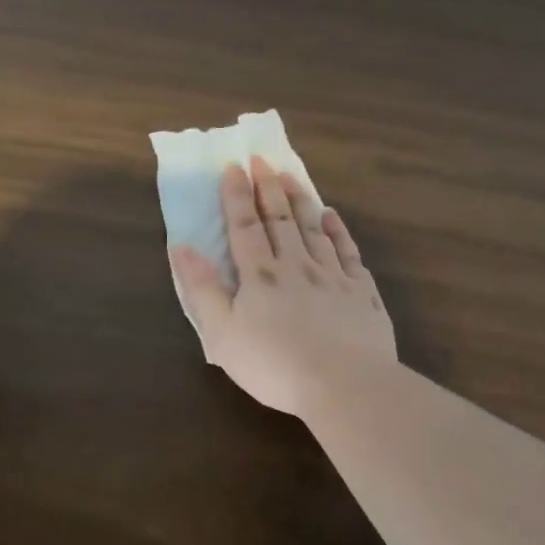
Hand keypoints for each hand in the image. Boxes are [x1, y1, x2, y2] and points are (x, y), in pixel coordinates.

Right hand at [173, 157, 396, 417]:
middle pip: (280, 219)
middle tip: (262, 159)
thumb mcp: (222, 334)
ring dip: (300, 200)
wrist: (344, 385)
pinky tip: (332, 217)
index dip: (236, 196)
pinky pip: (348, 252)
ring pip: (313, 229)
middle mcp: (296, 266)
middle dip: (268, 188)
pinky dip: (338, 231)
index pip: (245, 227)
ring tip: (292, 176)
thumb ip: (203, 289)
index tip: (234, 167)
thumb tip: (182, 248)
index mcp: (260, 276)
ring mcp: (333, 277)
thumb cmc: (273, 364)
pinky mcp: (361, 293)